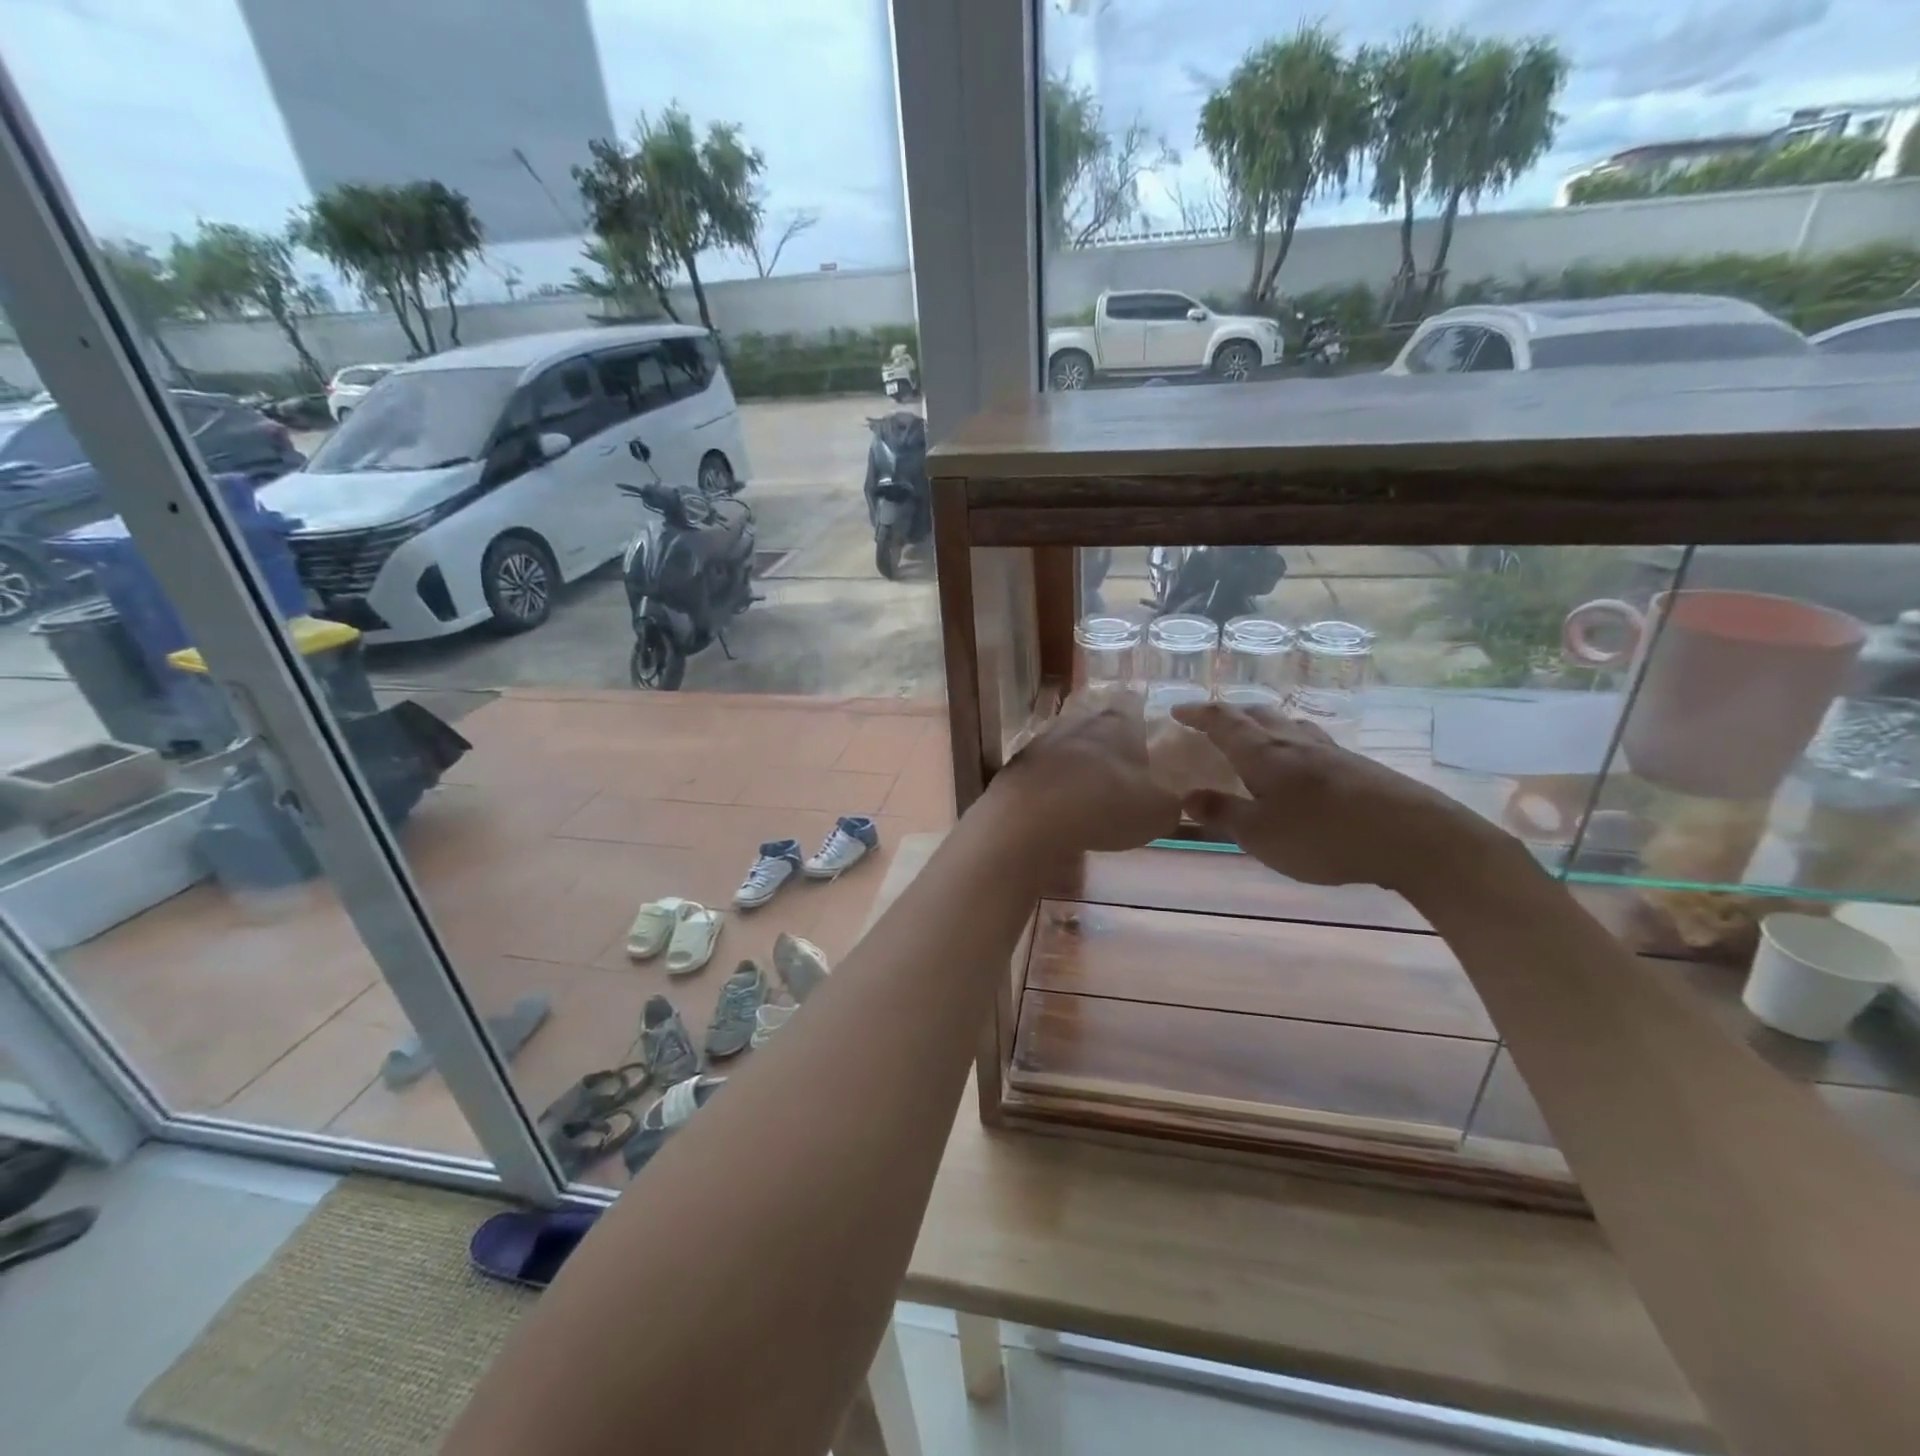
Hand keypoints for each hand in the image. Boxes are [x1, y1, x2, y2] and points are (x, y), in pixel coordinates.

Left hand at [988, 688, 1180, 855]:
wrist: (1031, 819)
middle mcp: (1078, 722)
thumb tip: (1169, 802)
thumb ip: (1168, 803)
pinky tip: (1056, 802)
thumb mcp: (1156, 812)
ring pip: (1065, 743)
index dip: (1140, 712)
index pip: (1132, 703)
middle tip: (1119, 762)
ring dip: (1075, 760)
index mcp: (1117, 723)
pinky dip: (1050, 782)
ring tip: (1087, 784)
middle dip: (1106, 738)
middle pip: (1095, 721)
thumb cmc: (1106, 805)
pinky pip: (1041, 770)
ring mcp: (1042, 742)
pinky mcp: (1016, 767)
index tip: (1146, 724)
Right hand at [1168, 700, 1510, 895]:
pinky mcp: (1355, 766)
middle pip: (1256, 714)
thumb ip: (1223, 813)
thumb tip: (1188, 796)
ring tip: (1252, 737)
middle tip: (1211, 723)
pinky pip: (1310, 742)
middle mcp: (1293, 740)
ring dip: (1262, 724)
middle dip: (1229, 714)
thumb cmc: (1322, 835)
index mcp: (1263, 752)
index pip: (1222, 720)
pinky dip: (1290, 743)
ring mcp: (1329, 750)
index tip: (1176, 711)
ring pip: (1287, 724)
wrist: (1412, 837)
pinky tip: (1298, 764)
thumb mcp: (1259, 834)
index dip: (1197, 713)